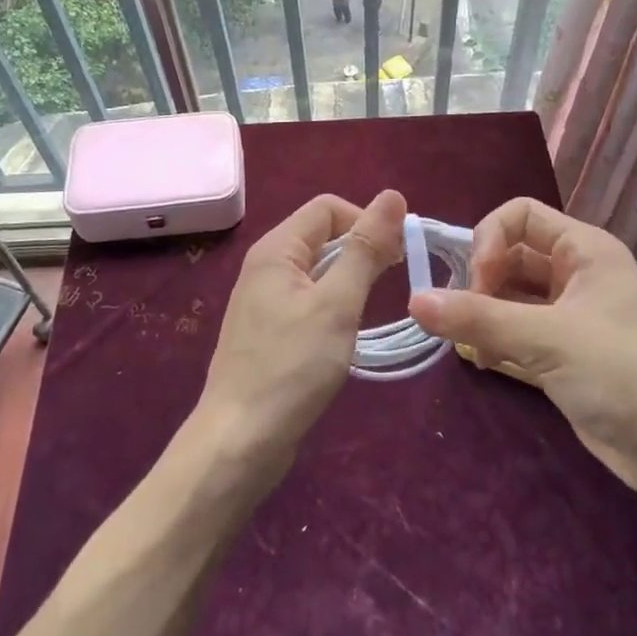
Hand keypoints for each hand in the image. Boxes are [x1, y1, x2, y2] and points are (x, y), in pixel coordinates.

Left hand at [195, 191, 406, 476]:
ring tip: (373, 307)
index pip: (328, 208)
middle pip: (322, 234)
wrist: (239, 441)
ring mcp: (264, 299)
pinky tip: (346, 331)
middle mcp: (266, 265)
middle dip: (360, 248)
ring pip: (317, 268)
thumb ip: (365, 248)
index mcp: (276, 248)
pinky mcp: (268, 329)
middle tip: (393, 282)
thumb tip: (393, 195)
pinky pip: (308, 297)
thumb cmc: (292, 366)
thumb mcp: (338, 303)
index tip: (397, 257)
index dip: (366, 221)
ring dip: (349, 277)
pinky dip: (333, 303)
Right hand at [409, 197, 636, 493]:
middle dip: (482, 281)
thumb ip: (479, 318)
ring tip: (470, 345)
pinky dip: (497, 341)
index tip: (476, 282)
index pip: (519, 215)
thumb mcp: (548, 339)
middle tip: (462, 318)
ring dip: (485, 314)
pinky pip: (518, 330)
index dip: (489, 239)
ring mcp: (571, 314)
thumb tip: (415, 301)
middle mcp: (576, 273)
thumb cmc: (624, 373)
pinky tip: (486, 363)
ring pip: (511, 296)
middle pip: (511, 255)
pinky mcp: (566, 353)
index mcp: (584, 249)